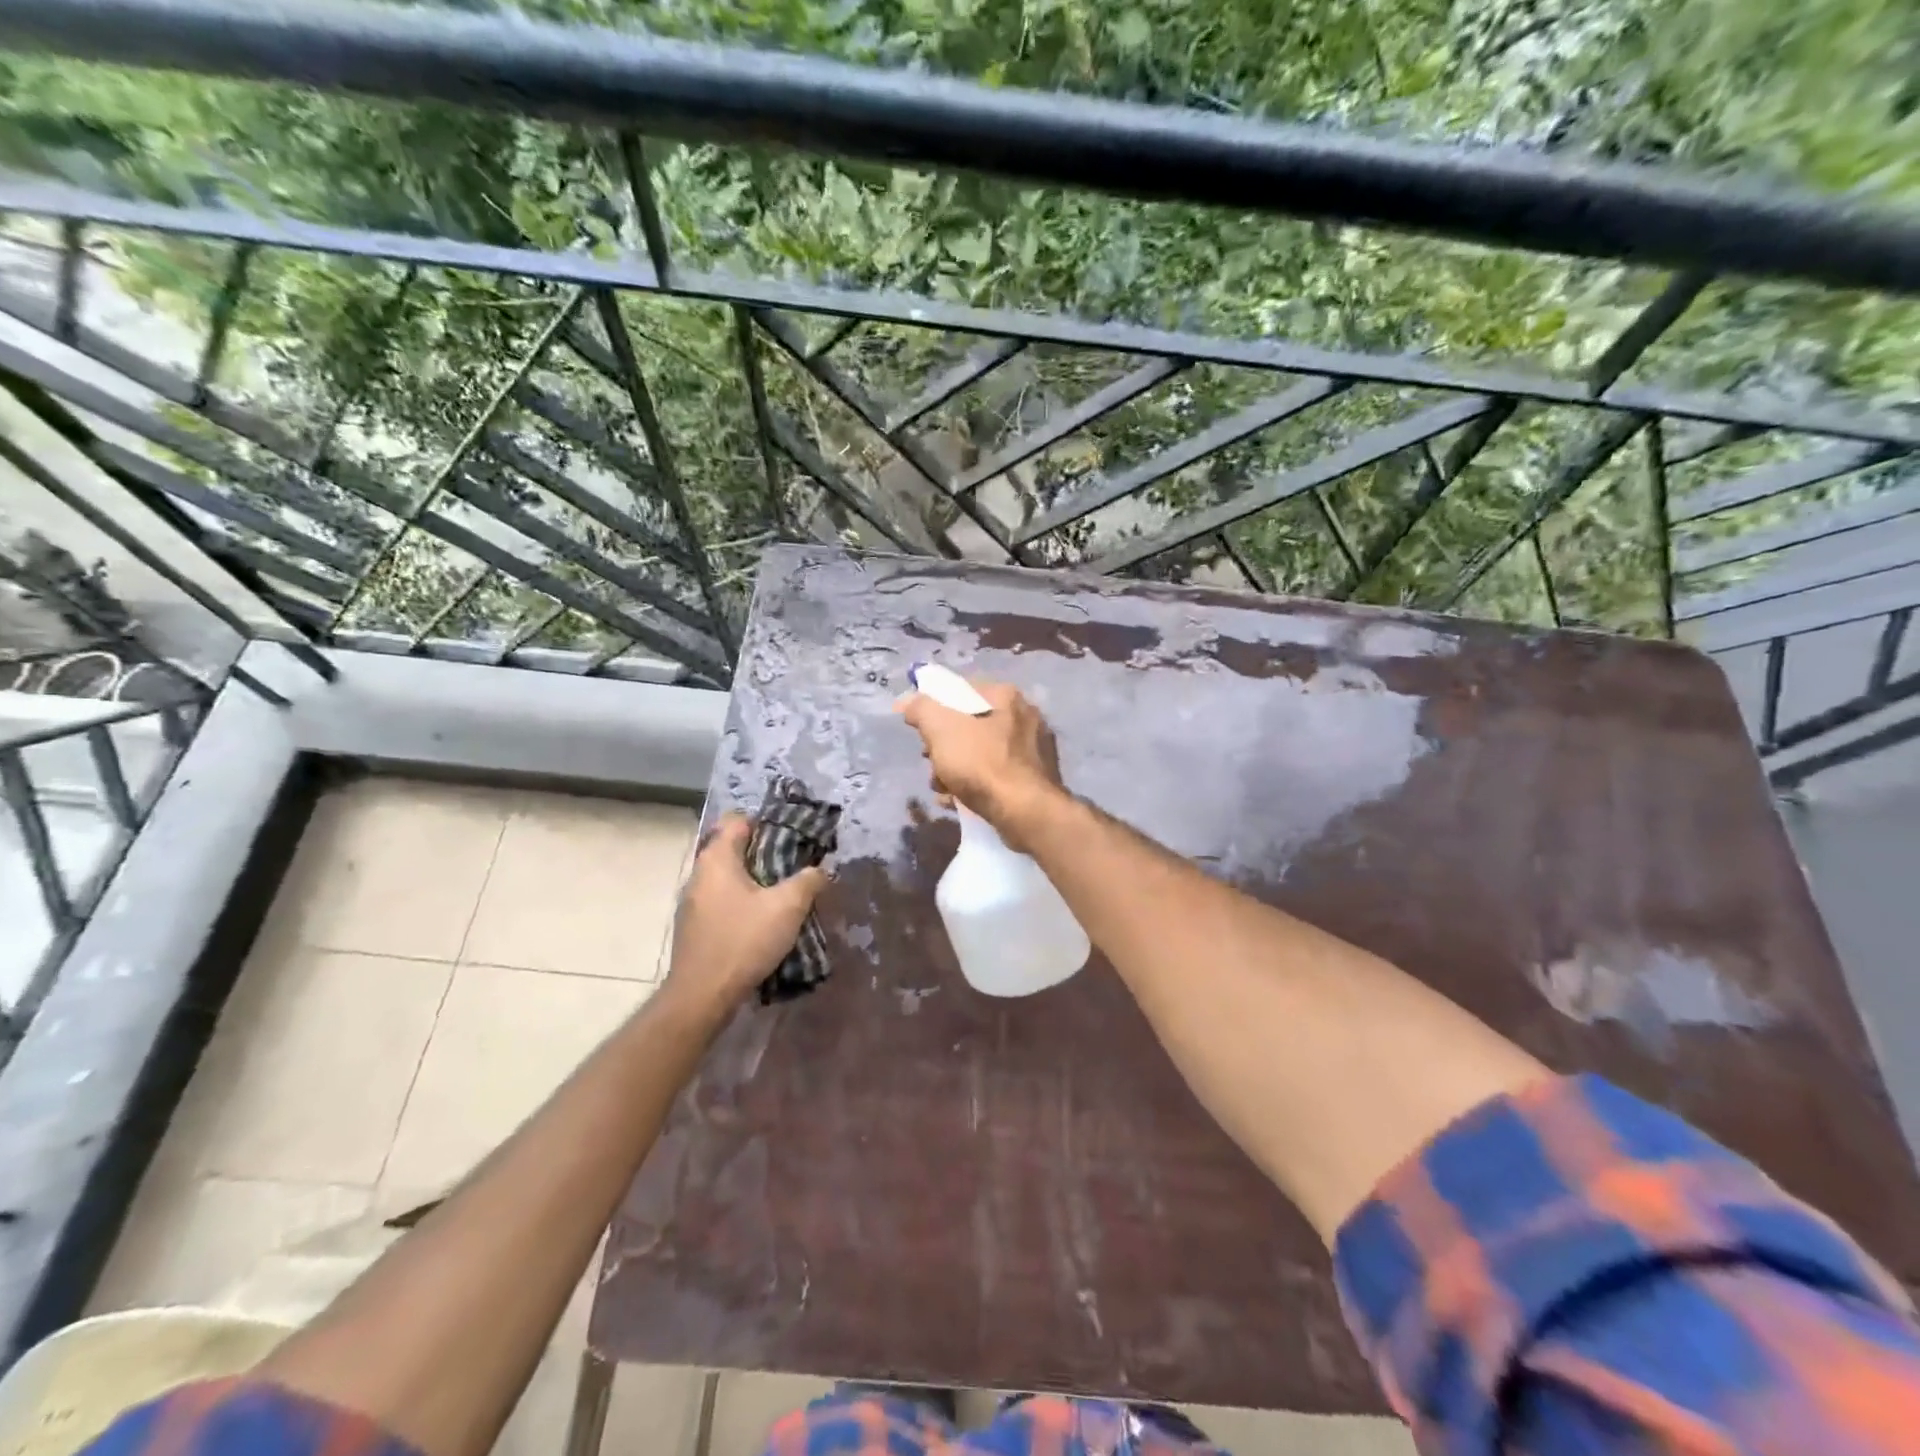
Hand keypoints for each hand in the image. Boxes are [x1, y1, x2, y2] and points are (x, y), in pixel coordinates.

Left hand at [665, 814, 828, 1013]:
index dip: (767, 823)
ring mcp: (692, 903)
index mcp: (717, 859)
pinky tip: (764, 923)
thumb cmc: (743, 940)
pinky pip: (723, 902)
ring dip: (756, 883)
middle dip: (766, 855)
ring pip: (729, 878)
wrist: (701, 996)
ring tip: (785, 896)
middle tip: (796, 867)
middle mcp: (699, 874)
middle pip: (734, 849)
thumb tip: (821, 870)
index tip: (792, 838)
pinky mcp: (695, 927)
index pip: (738, 820)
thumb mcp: (788, 907)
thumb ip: (808, 881)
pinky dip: (743, 904)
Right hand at [895, 678, 1067, 849]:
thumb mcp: (941, 729)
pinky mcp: (1036, 778)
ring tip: (943, 790)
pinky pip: (997, 774)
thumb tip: (908, 702)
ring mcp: (1034, 748)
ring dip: (956, 770)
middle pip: (970, 725)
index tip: (923, 735)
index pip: (960, 691)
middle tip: (932, 766)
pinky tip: (960, 801)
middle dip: (944, 748)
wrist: (1026, 812)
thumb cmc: (982, 764)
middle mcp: (1025, 715)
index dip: (934, 710)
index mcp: (1005, 696)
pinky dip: (976, 785)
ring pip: (981, 753)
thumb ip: (921, 708)